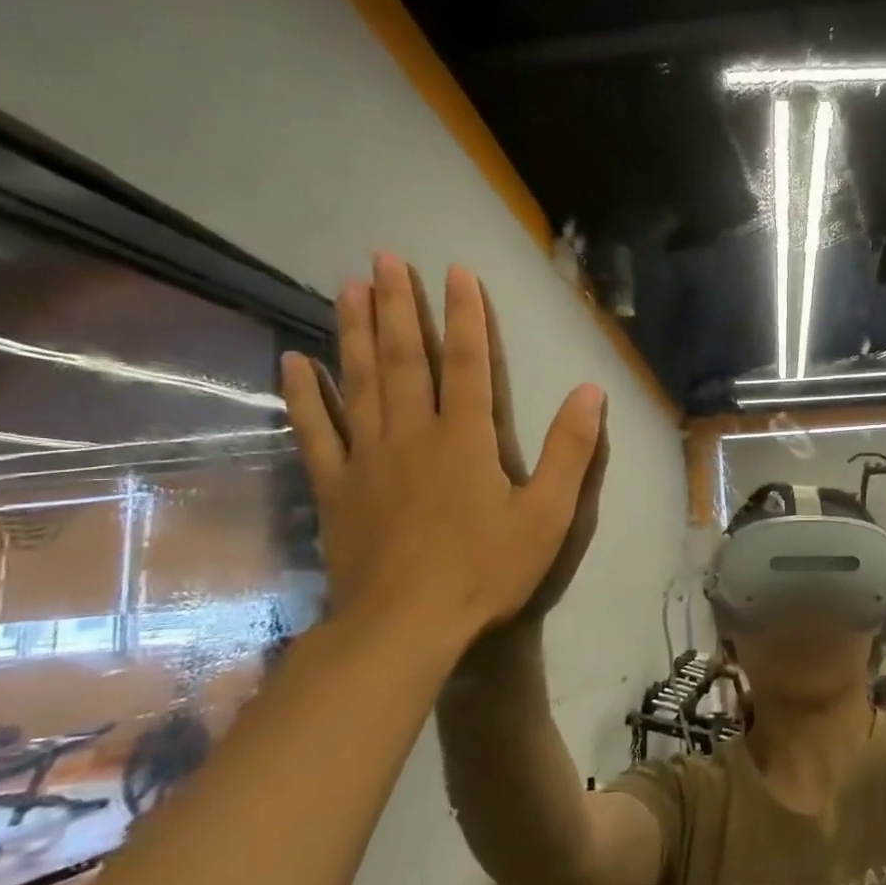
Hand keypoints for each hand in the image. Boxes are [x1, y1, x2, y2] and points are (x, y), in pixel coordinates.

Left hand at [281, 255, 603, 647]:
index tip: (454, 271)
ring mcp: (367, 458)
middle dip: (398, 306)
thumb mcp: (548, 515)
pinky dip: (304, 395)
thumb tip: (591, 391)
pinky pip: (316, 431)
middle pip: (404, 359)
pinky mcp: (335, 486)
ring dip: (352, 331)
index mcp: (466, 438)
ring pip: (358, 381)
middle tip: (383, 258)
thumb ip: (571, 451)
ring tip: (346, 287)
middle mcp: (413, 433)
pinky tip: (294, 362)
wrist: (404, 626)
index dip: (465, 315)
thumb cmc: (485, 570)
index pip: (468, 363)